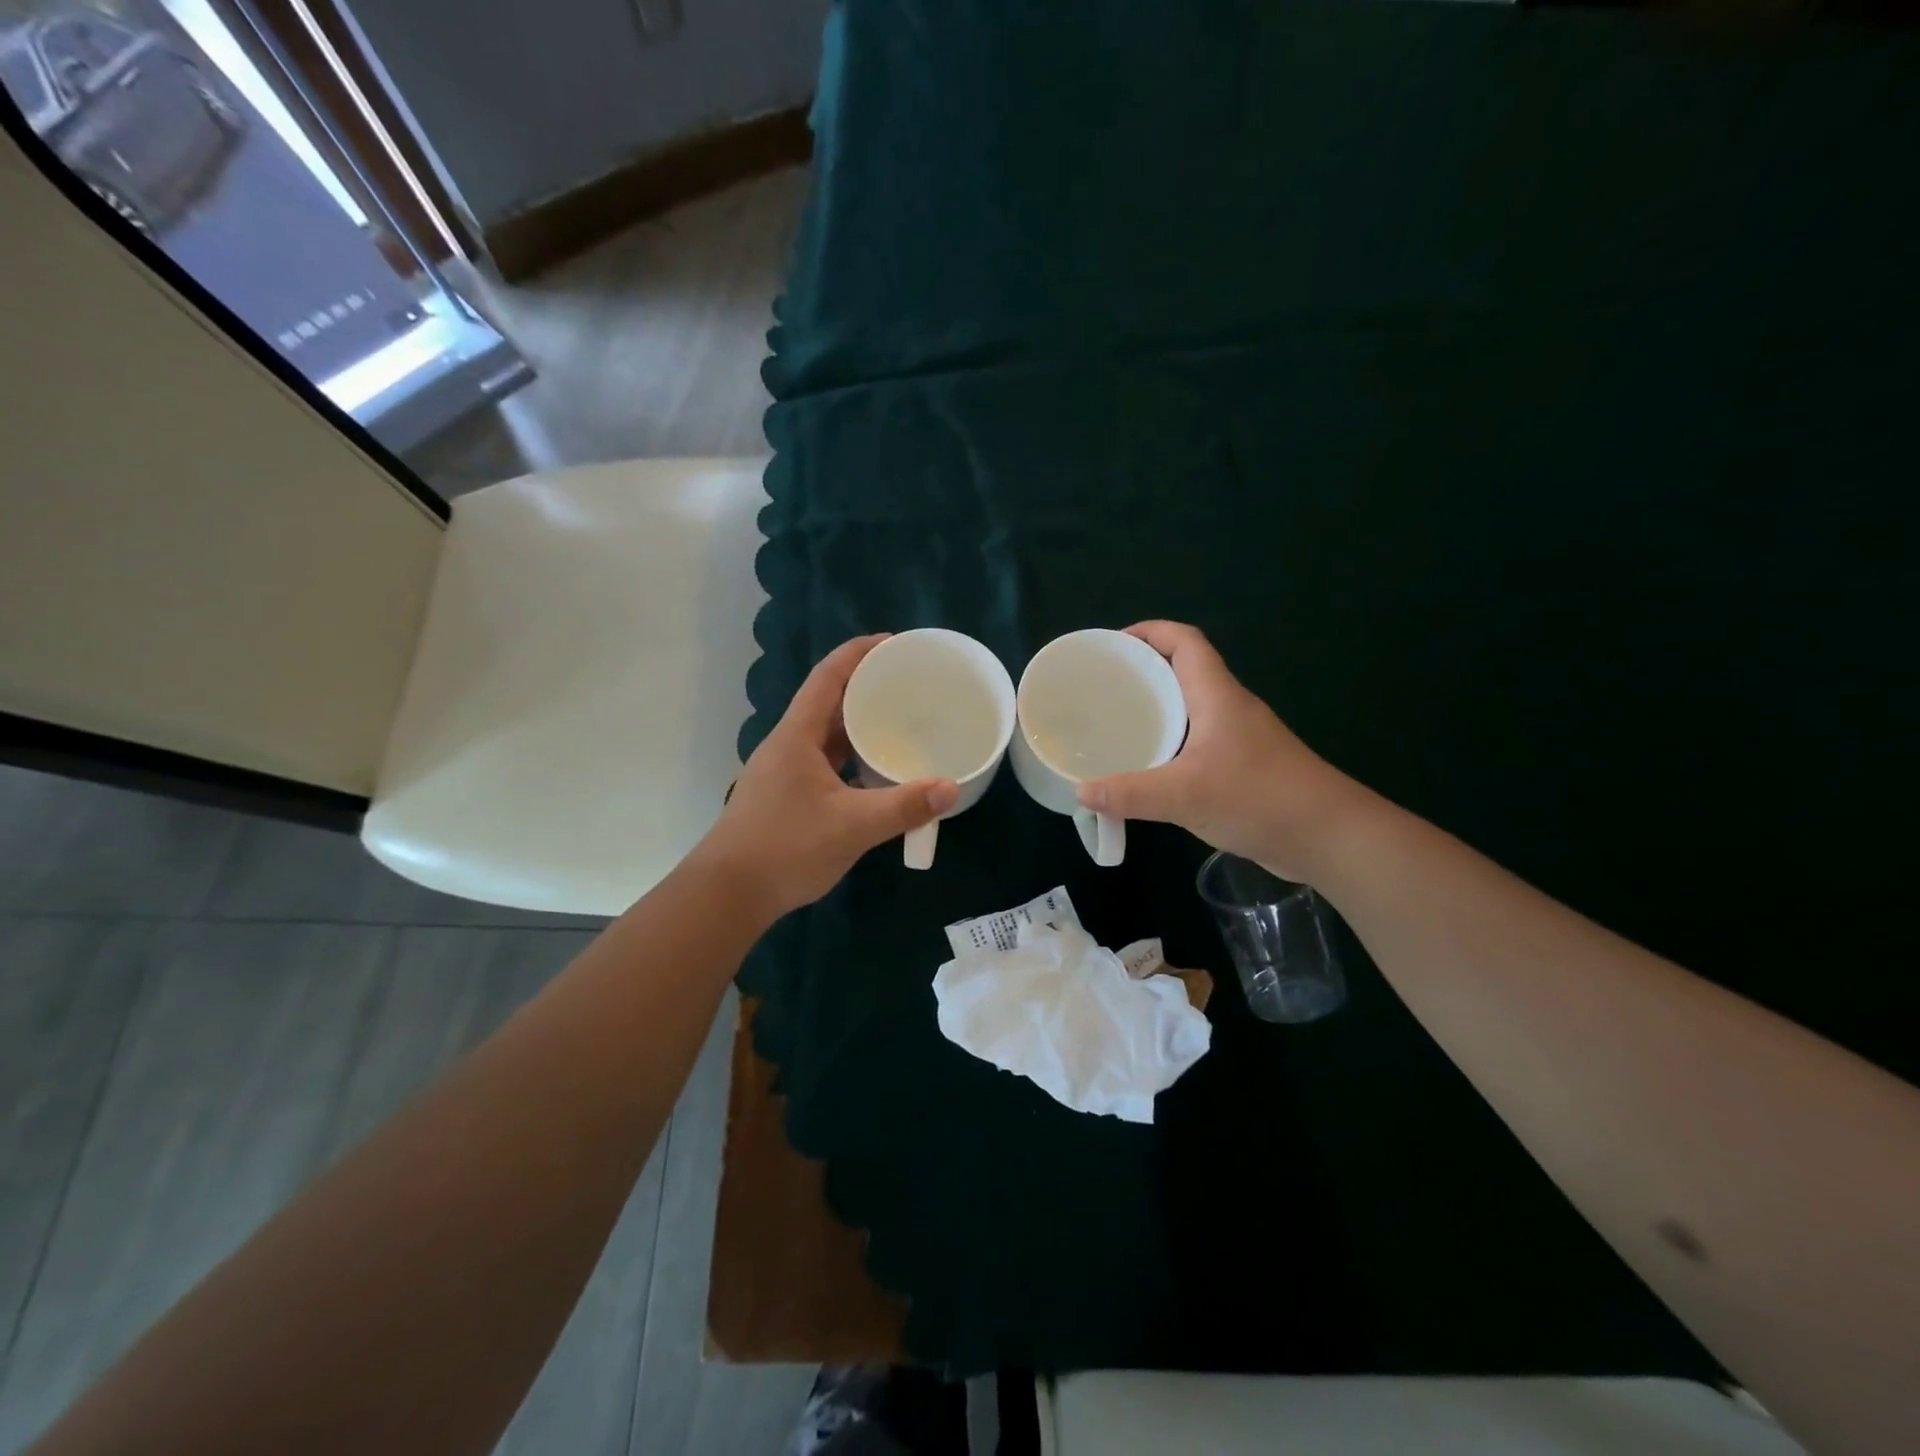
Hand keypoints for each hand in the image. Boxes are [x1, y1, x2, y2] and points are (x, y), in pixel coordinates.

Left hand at [694, 635, 959, 917]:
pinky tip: (875, 771)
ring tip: (898, 721)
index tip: (893, 642)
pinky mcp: (786, 796)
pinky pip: (825, 762)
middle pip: (828, 702)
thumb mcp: (852, 826)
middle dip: (866, 687)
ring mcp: (784, 771)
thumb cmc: (785, 848)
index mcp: (797, 736)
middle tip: (908, 684)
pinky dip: (851, 757)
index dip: (858, 653)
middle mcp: (788, 745)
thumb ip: (903, 806)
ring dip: (858, 724)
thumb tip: (950, 788)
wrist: (728, 895)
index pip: (828, 677)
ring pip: (826, 735)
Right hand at [1075, 622, 1365, 881]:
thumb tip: (1080, 792)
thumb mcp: (1186, 795)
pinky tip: (1148, 769)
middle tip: (1102, 689)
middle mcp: (1229, 708)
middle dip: (1143, 672)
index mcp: (1217, 695)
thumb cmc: (1260, 798)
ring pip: (1190, 709)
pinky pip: (1196, 742)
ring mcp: (1239, 739)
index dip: (1150, 632)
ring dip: (1156, 710)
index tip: (1112, 645)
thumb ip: (1130, 793)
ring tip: (1115, 725)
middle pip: (1184, 671)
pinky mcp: (1242, 767)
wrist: (1329, 837)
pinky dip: (1169, 744)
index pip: (1185, 641)